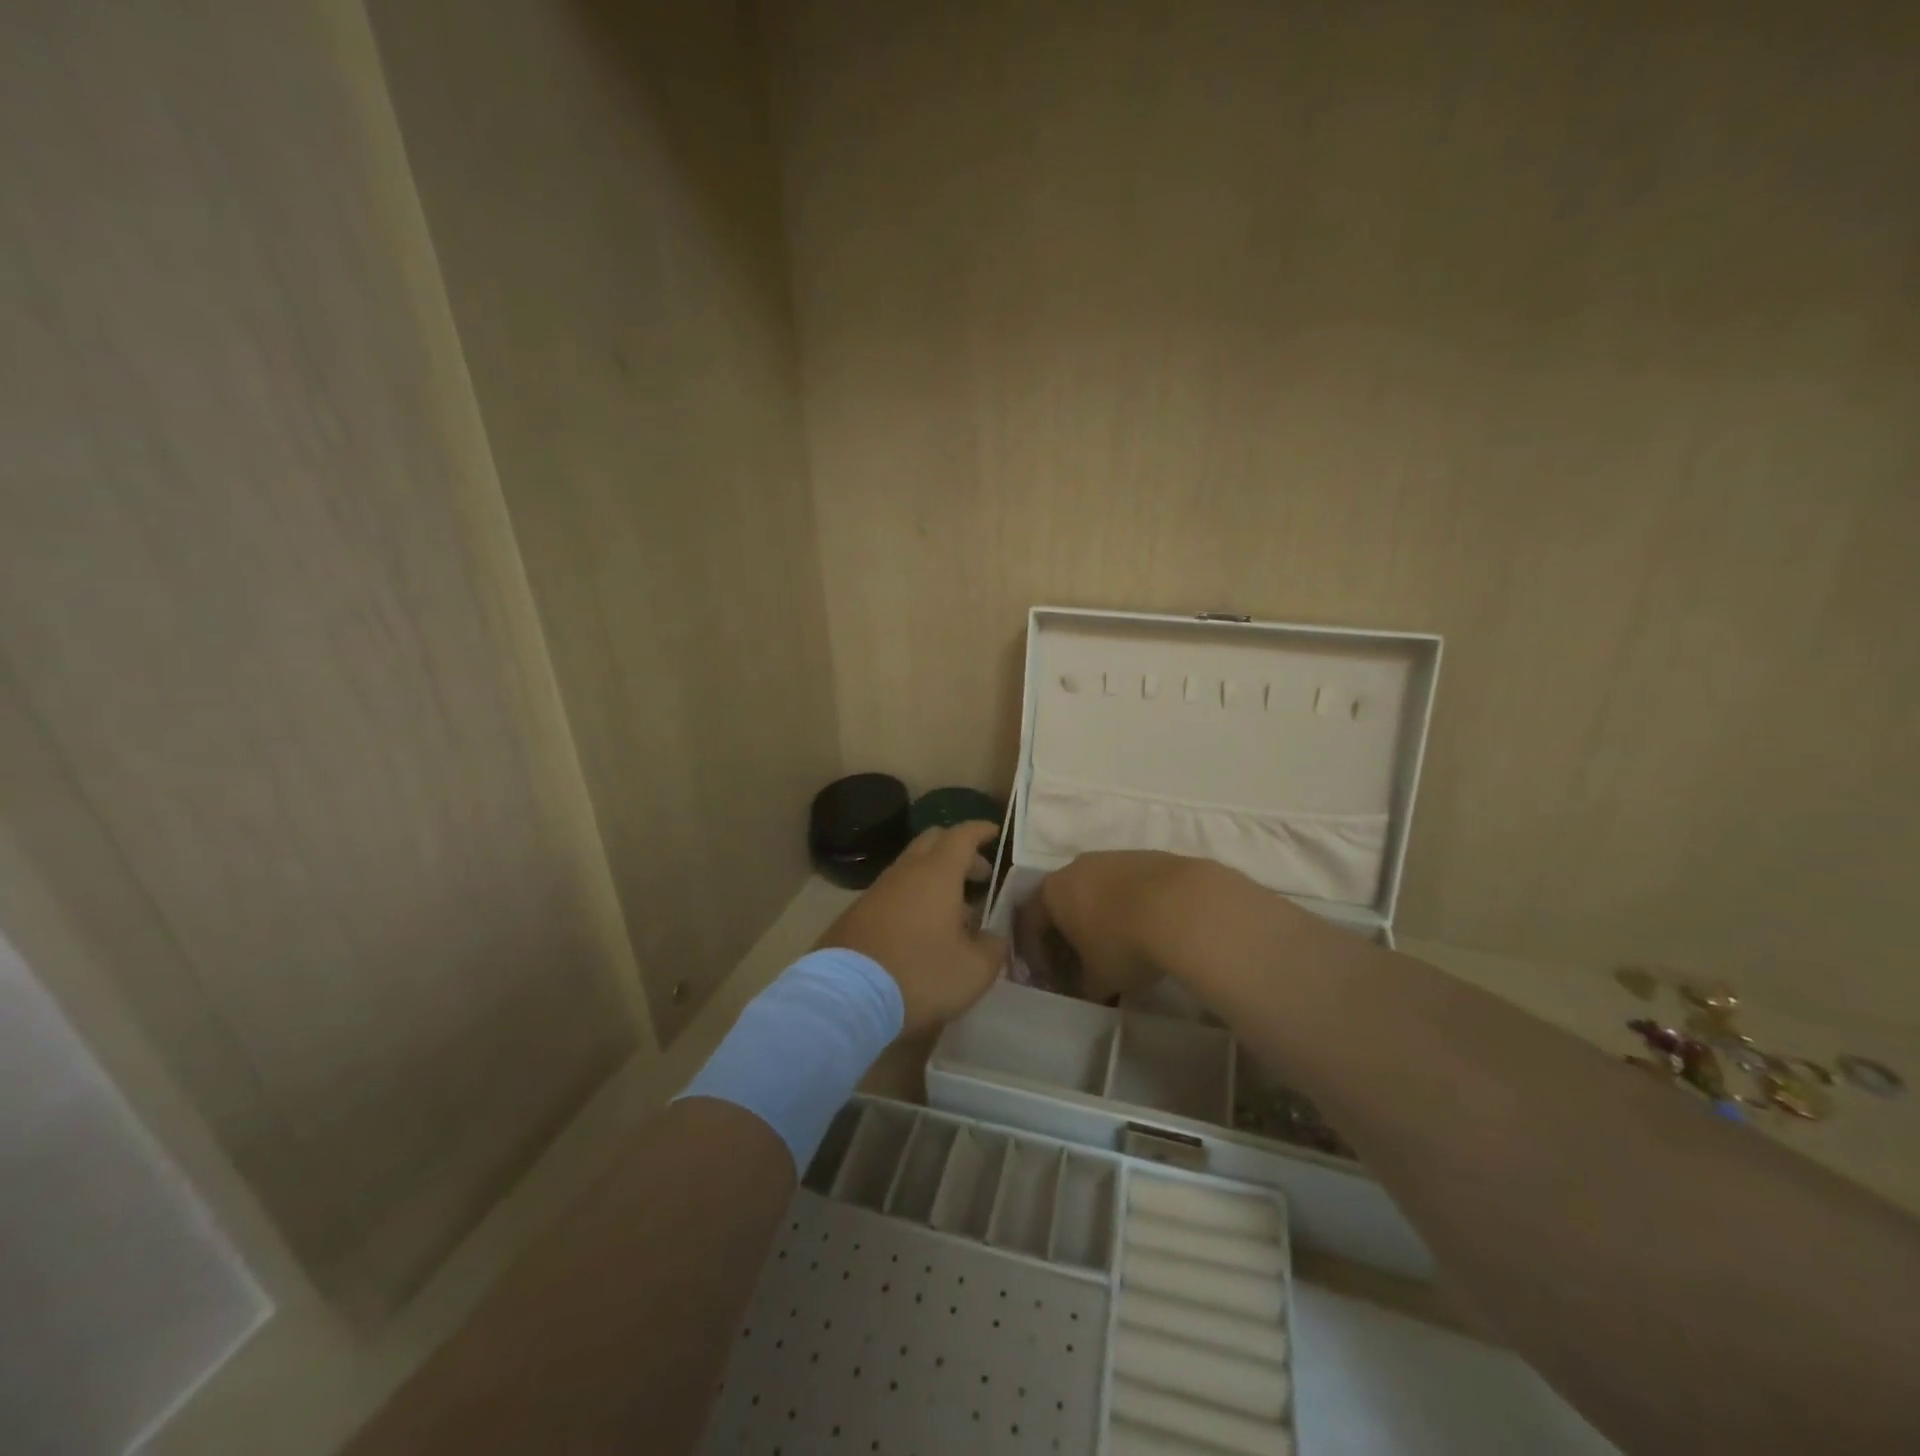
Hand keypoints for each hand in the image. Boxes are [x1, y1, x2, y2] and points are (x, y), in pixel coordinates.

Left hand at [816, 822, 1007, 1036]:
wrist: (846, 996)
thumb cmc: (919, 974)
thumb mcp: (974, 970)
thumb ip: (993, 947)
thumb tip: (994, 937)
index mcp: (937, 874)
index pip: (962, 835)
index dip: (980, 830)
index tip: (995, 832)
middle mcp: (905, 872)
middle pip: (932, 841)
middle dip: (958, 850)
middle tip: (979, 874)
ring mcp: (876, 890)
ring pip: (910, 867)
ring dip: (934, 877)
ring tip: (954, 911)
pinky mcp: (856, 912)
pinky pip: (893, 891)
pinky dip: (913, 897)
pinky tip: (921, 930)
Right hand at [1016, 851, 1216, 1003]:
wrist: (1183, 906)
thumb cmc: (1124, 944)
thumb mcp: (1097, 980)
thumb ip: (1081, 987)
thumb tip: (1082, 990)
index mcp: (1052, 892)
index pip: (1030, 924)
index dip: (1036, 956)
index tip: (1050, 979)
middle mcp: (1075, 867)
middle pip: (1061, 904)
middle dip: (1067, 936)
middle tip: (1080, 964)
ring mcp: (1111, 857)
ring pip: (1094, 891)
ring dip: (1097, 918)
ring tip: (1115, 947)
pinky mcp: (1144, 856)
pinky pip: (1124, 885)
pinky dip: (1125, 906)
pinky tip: (1143, 928)